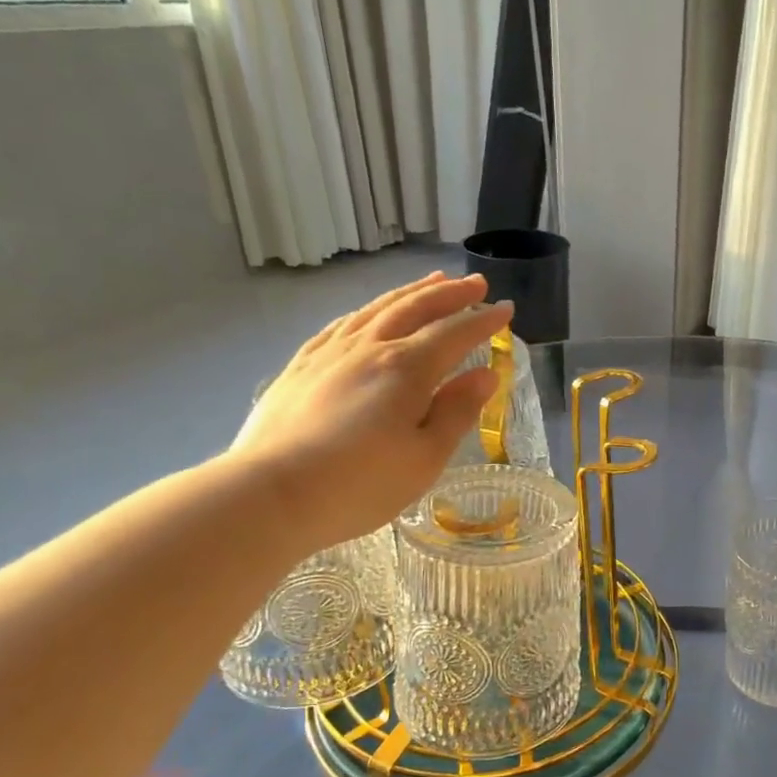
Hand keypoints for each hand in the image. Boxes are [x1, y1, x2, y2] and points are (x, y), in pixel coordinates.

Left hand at [224, 273, 512, 551]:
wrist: (270, 494)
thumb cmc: (360, 484)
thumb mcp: (426, 457)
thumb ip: (457, 412)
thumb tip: (485, 375)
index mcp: (407, 369)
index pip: (455, 334)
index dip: (484, 321)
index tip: (507, 309)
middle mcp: (370, 348)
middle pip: (415, 308)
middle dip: (450, 294)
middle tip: (476, 284)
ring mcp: (330, 353)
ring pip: (377, 309)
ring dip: (410, 292)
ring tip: (432, 282)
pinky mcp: (301, 367)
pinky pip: (341, 324)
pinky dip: (367, 310)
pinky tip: (369, 313)